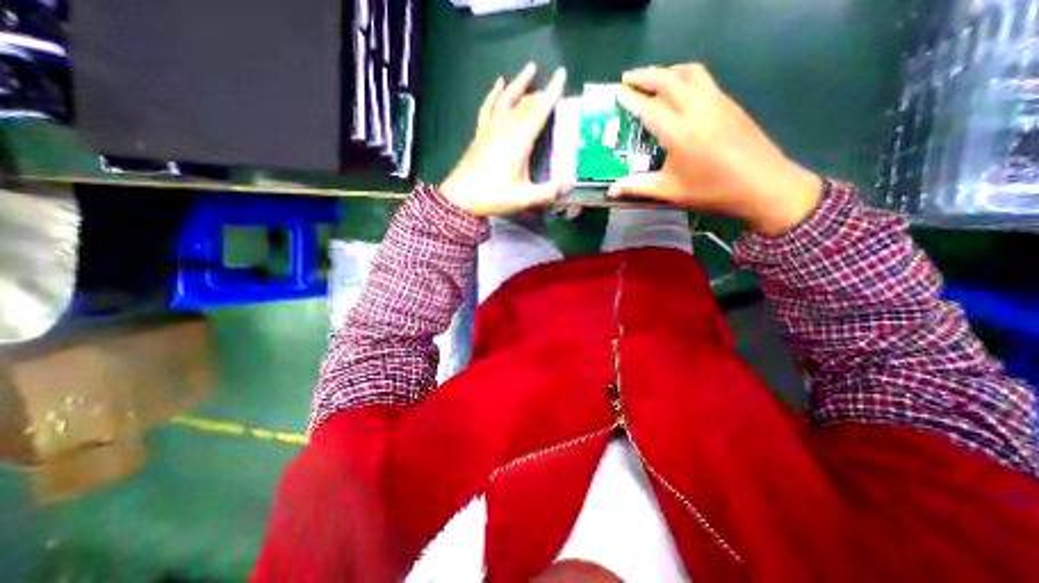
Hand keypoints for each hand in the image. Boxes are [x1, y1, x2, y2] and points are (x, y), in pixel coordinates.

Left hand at [438, 65, 567, 216]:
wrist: (461, 197)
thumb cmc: (494, 196)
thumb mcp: (524, 198)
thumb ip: (548, 192)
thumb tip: (569, 186)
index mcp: (519, 140)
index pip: (539, 111)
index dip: (552, 92)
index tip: (561, 73)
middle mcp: (505, 128)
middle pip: (525, 103)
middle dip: (540, 93)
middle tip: (553, 87)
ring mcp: (490, 128)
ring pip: (507, 98)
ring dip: (519, 83)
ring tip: (529, 68)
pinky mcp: (480, 132)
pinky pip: (488, 106)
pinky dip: (494, 93)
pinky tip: (498, 83)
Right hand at [610, 64, 819, 236]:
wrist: (763, 184)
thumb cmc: (712, 190)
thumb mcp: (670, 191)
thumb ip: (638, 187)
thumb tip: (612, 191)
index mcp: (679, 132)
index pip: (649, 107)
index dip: (631, 98)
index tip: (617, 91)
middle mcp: (697, 109)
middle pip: (668, 80)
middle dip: (645, 75)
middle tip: (627, 78)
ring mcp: (716, 101)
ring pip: (688, 72)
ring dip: (667, 71)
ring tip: (652, 79)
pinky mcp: (729, 102)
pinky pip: (703, 78)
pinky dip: (685, 76)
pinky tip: (679, 89)